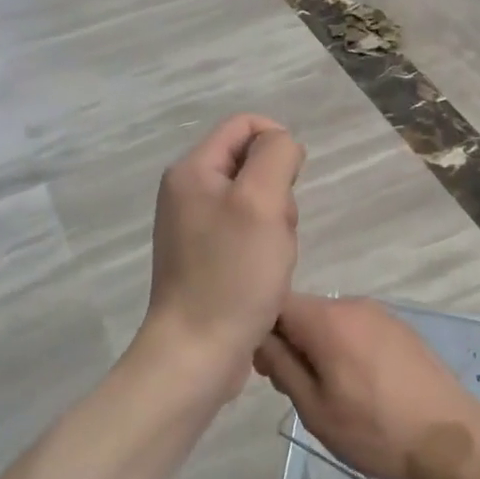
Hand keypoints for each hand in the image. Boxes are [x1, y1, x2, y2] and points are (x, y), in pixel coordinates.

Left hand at [144, 115, 305, 396]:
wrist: (198, 353)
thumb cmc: (232, 274)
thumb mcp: (262, 201)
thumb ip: (276, 156)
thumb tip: (282, 144)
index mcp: (192, 170)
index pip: (245, 125)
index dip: (279, 145)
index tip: (291, 186)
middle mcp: (188, 192)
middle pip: (253, 164)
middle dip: (279, 193)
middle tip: (276, 231)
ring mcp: (195, 227)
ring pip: (256, 202)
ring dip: (276, 225)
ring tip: (272, 259)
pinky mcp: (206, 257)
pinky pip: (248, 233)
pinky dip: (265, 248)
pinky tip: (265, 277)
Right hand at [254, 294, 479, 478]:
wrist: (450, 439)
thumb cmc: (375, 429)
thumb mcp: (315, 408)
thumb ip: (281, 366)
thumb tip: (259, 338)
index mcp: (328, 319)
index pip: (276, 303)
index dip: (262, 331)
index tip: (266, 368)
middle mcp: (353, 303)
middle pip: (304, 311)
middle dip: (291, 342)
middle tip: (295, 389)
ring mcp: (381, 313)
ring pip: (330, 321)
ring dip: (319, 347)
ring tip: (330, 392)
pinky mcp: (400, 327)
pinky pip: (357, 328)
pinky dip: (345, 347)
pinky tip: (359, 384)